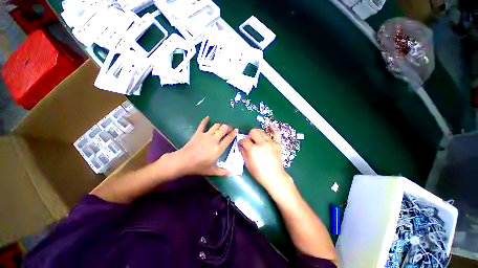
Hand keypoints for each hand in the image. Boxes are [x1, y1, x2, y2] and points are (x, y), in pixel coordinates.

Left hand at [164, 116, 236, 176]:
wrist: (183, 161)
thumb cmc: (199, 166)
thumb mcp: (212, 171)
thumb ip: (222, 172)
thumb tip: (231, 174)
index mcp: (218, 149)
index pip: (228, 139)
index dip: (233, 133)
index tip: (236, 130)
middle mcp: (214, 140)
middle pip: (223, 129)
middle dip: (228, 127)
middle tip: (229, 128)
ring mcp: (205, 135)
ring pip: (216, 126)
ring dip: (220, 125)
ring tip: (222, 126)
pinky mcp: (198, 133)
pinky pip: (202, 124)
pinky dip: (205, 120)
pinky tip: (208, 117)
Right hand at [239, 128, 294, 196]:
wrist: (274, 176)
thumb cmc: (259, 172)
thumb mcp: (247, 163)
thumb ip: (243, 152)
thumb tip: (241, 145)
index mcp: (253, 149)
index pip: (244, 140)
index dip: (241, 142)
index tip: (241, 145)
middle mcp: (262, 143)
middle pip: (253, 132)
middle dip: (249, 136)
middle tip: (250, 142)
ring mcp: (271, 142)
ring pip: (262, 132)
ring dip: (258, 135)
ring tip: (257, 140)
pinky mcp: (277, 144)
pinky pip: (276, 133)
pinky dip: (273, 129)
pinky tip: (270, 127)